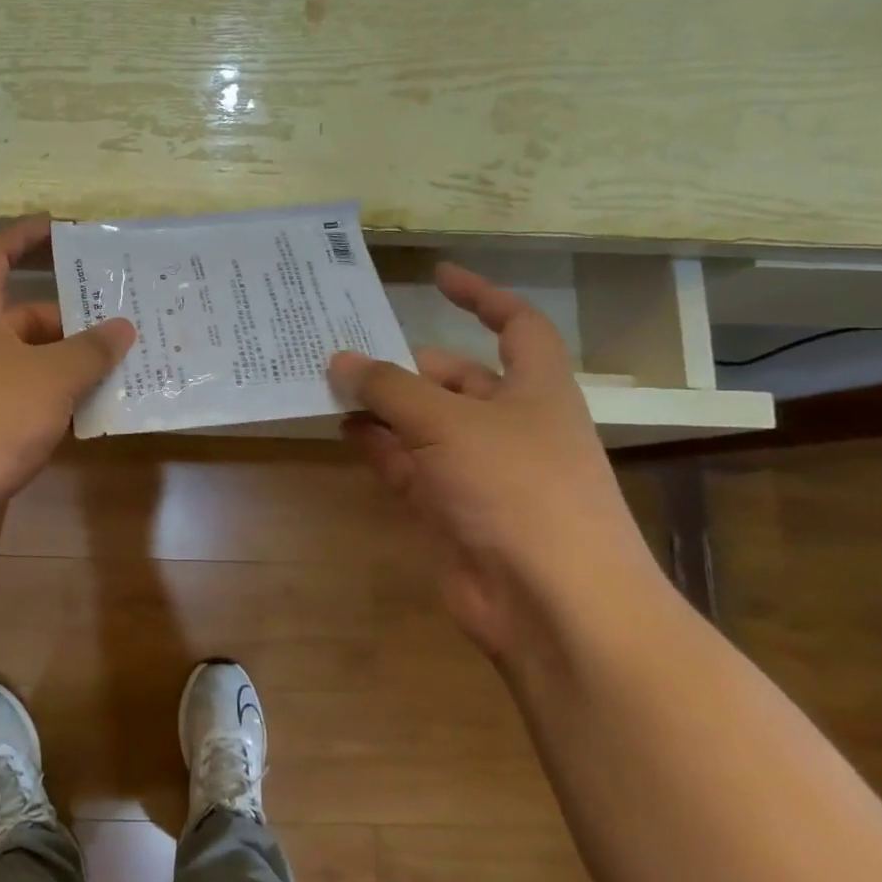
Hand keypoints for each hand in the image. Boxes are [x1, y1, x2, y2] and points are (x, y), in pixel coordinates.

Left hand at [0, 217, 135, 551]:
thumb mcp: (50, 378)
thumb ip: (90, 350)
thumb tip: (122, 327)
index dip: (25, 236)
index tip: (60, 228)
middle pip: (16, 316)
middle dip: (66, 320)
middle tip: (118, 324)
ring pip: (18, 365)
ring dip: (61, 367)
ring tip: (115, 370)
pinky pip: (11, 403)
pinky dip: (45, 404)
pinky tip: (83, 418)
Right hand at [327, 263, 657, 656]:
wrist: (552, 603)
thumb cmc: (516, 489)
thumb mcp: (447, 423)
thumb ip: (389, 388)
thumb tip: (340, 360)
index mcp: (535, 390)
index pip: (515, 325)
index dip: (481, 296)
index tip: (436, 277)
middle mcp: (510, 425)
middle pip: (454, 379)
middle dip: (404, 364)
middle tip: (345, 350)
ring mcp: (480, 470)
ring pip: (424, 424)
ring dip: (383, 406)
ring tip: (329, 386)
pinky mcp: (452, 510)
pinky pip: (409, 465)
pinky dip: (379, 447)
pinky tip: (342, 430)